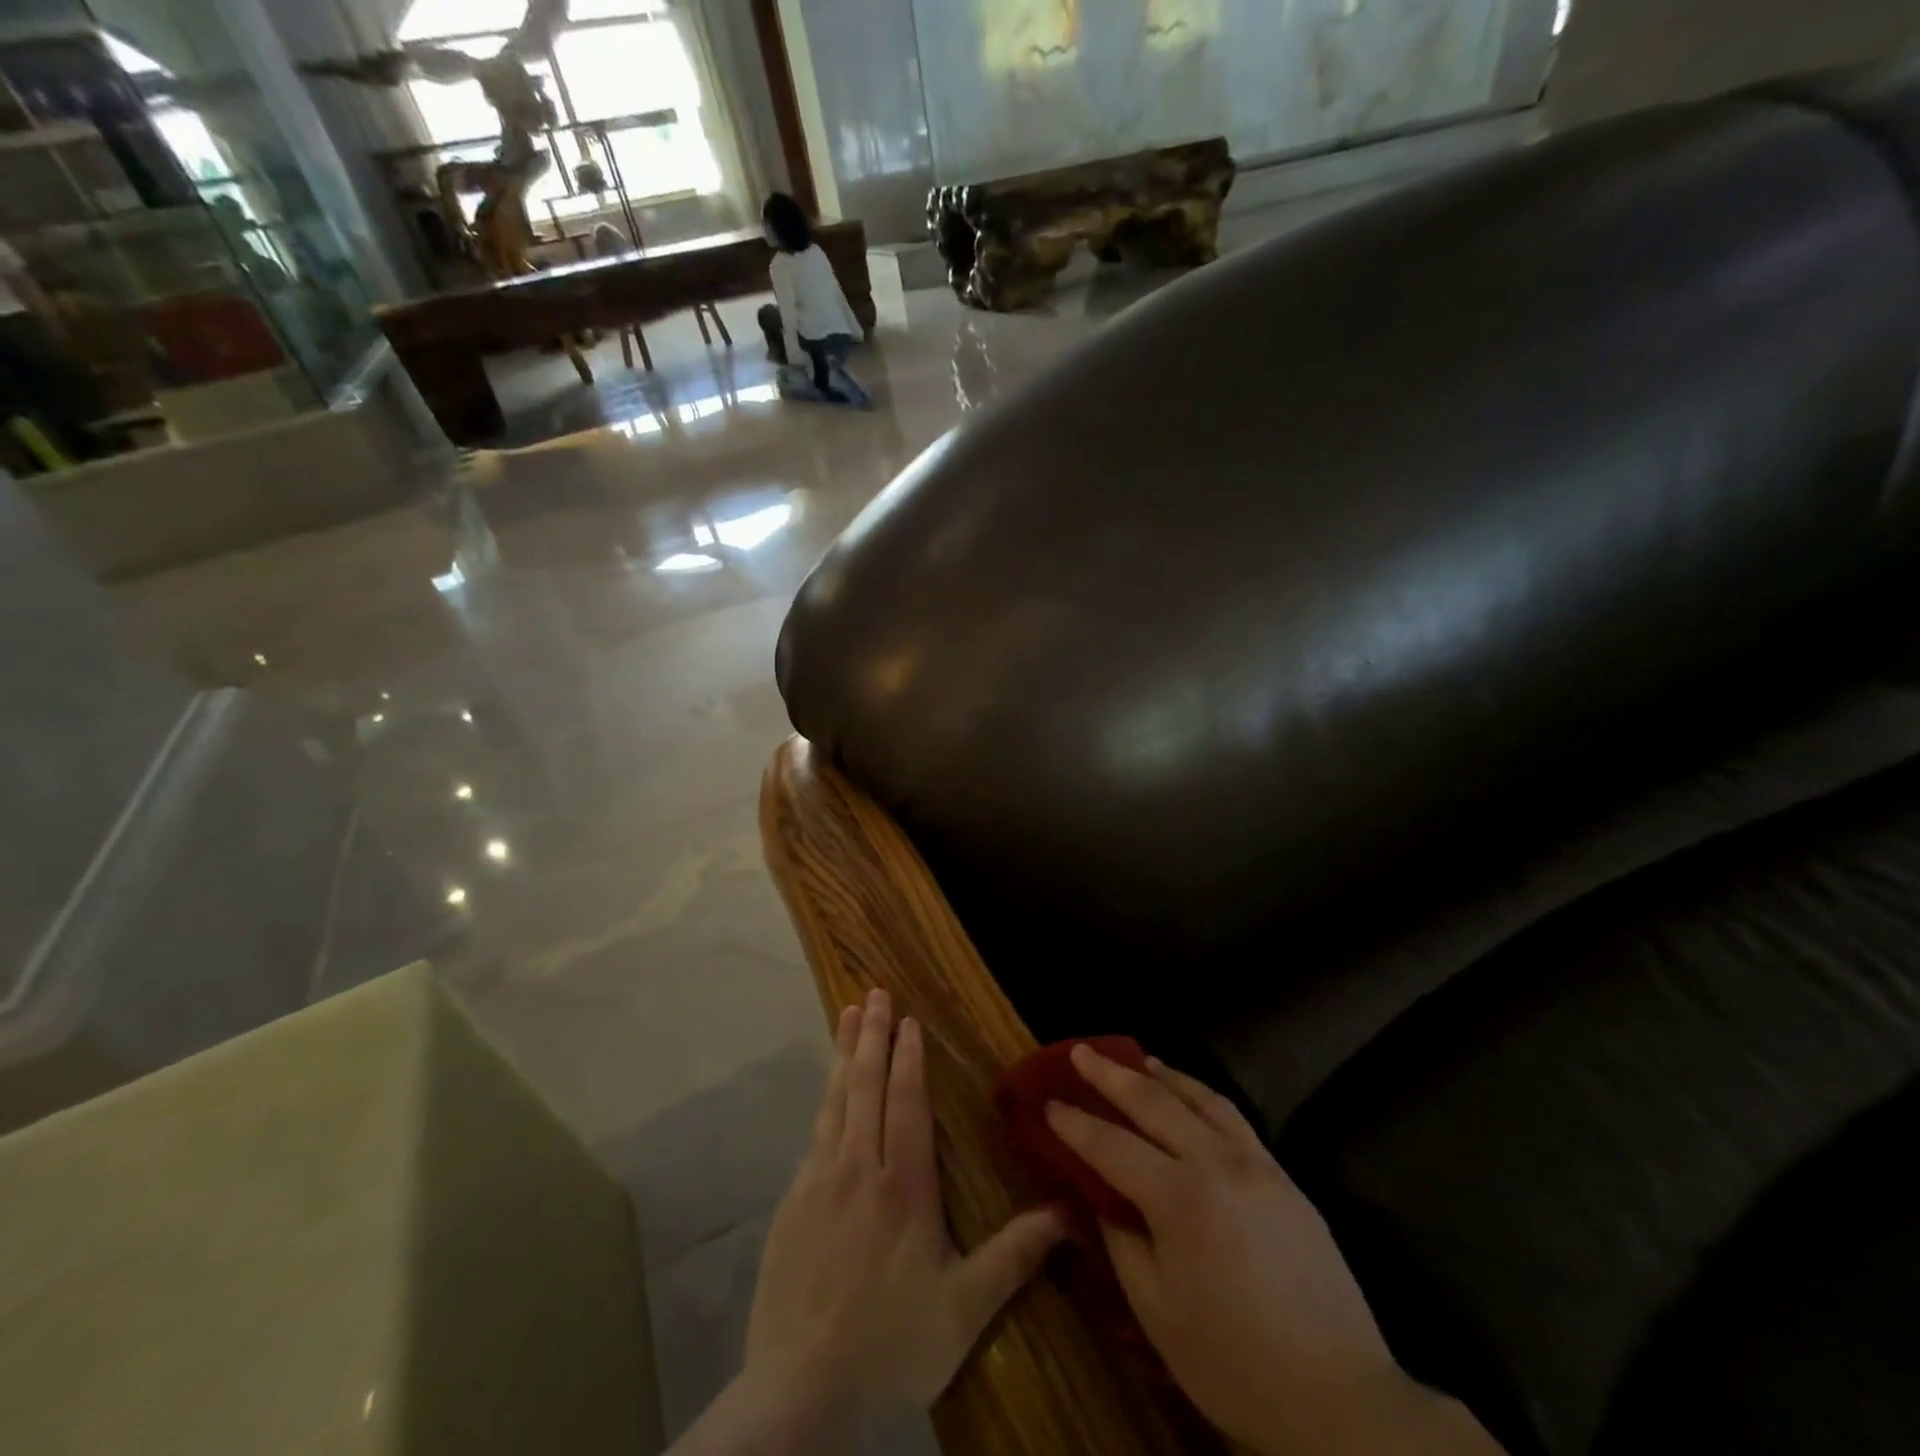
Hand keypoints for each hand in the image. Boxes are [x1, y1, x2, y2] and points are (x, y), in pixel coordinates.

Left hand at [744, 989, 1063, 1432]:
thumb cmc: (892, 1344)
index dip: (909, 1058)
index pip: (907, 1103)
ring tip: (847, 1016)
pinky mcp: (790, 1204)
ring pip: (834, 1102)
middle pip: (866, 1087)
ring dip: (844, 1055)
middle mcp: (858, 1169)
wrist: (801, 1391)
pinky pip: (813, 1136)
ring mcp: (818, 1183)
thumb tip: (1068, 1212)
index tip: (909, 1020)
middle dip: (872, 1036)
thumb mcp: (965, 1308)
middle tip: (873, 993)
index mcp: (903, 1186)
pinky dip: (824, 1101)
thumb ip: (1015, 1254)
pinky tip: (828, 1093)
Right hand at [1048, 1045, 1500, 1455]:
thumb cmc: (1235, 1364)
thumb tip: (1098, 1196)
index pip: (1110, 1145)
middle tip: (1079, 1051)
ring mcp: (1255, 1163)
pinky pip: (1232, 1115)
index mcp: (1178, 1199)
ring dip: (1160, 1074)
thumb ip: (1122, 1242)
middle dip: (1109, 1073)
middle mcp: (1215, 1163)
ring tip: (1135, 1058)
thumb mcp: (1158, 1314)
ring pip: (1198, 1097)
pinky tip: (1191, 1095)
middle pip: (1153, 1102)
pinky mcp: (1283, 1175)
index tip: (1047, 1100)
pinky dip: (1201, 1093)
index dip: (1074, 1122)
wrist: (1341, 1398)